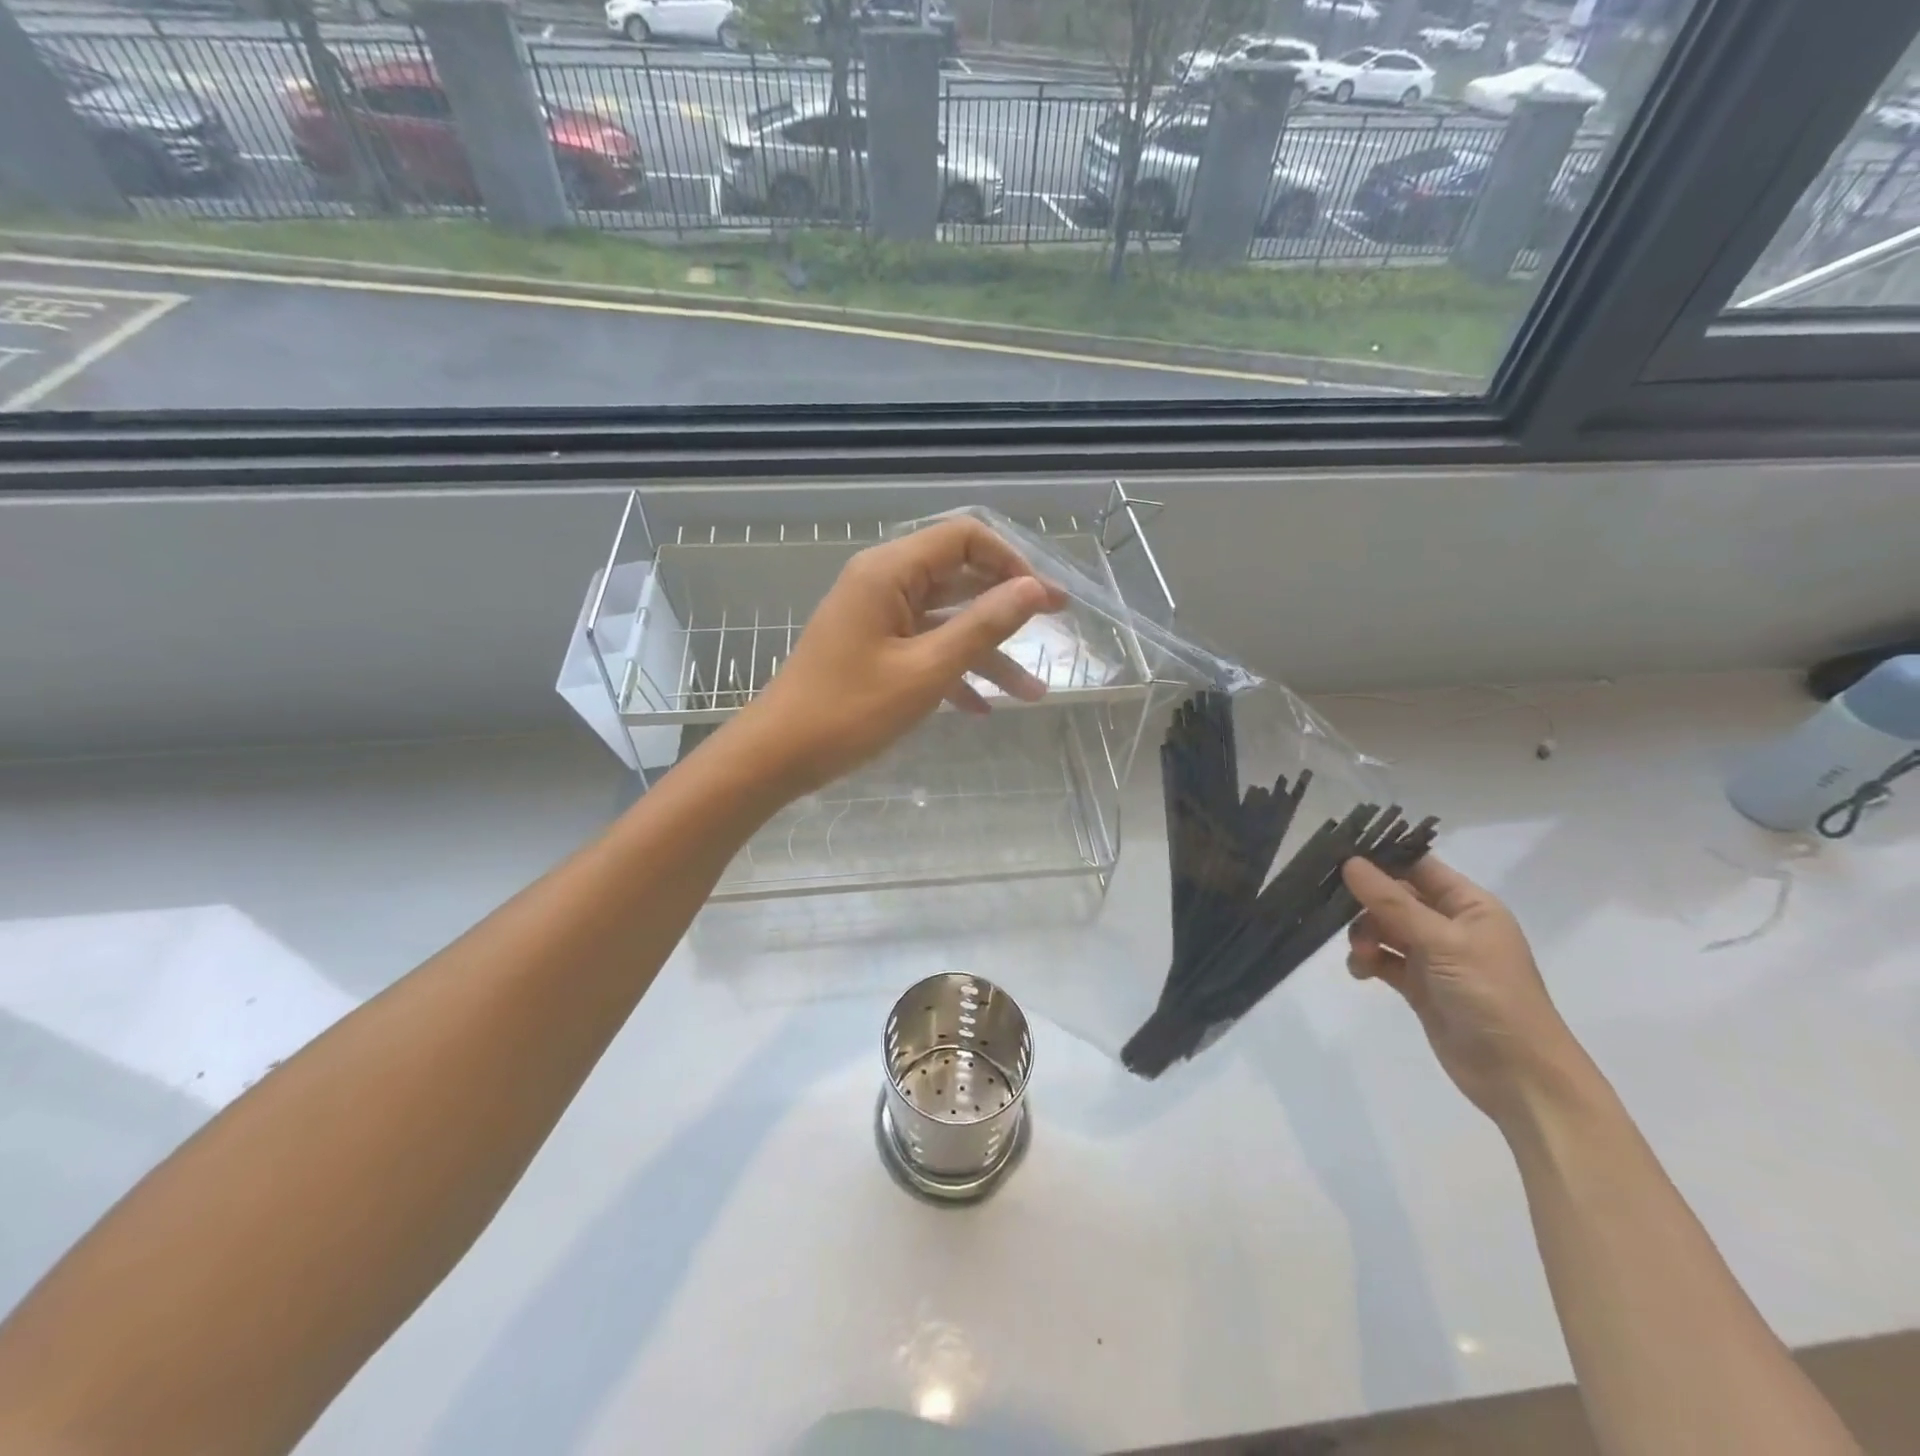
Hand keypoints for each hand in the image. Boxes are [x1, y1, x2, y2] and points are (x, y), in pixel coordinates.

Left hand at [724, 517, 1068, 796]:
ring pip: (947, 621)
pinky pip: (925, 647)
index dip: (1012, 561)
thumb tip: (1032, 588)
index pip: (964, 538)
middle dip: (1008, 606)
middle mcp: (884, 583)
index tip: (1045, 599)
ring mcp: (878, 617)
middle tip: (1055, 627)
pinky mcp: (873, 649)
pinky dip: (956, 671)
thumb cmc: (850, 711)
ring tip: (1032, 694)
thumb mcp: (926, 670)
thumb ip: (982, 626)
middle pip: (959, 577)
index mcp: (889, 571)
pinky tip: (982, 709)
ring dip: (988, 653)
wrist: (779, 755)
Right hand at [1341, 855, 1584, 1128]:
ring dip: (1365, 935)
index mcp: (1470, 906)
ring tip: (1360, 955)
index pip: (1419, 867)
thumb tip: (1350, 862)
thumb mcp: (1442, 943)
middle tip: (1340, 915)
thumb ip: (1393, 903)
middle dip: (1366, 904)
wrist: (1519, 1077)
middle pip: (1395, 897)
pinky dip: (1367, 961)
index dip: (1382, 859)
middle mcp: (1451, 925)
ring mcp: (1435, 956)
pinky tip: (1360, 972)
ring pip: (1384, 928)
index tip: (1338, 857)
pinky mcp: (1419, 985)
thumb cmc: (1491, 996)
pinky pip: (1383, 959)